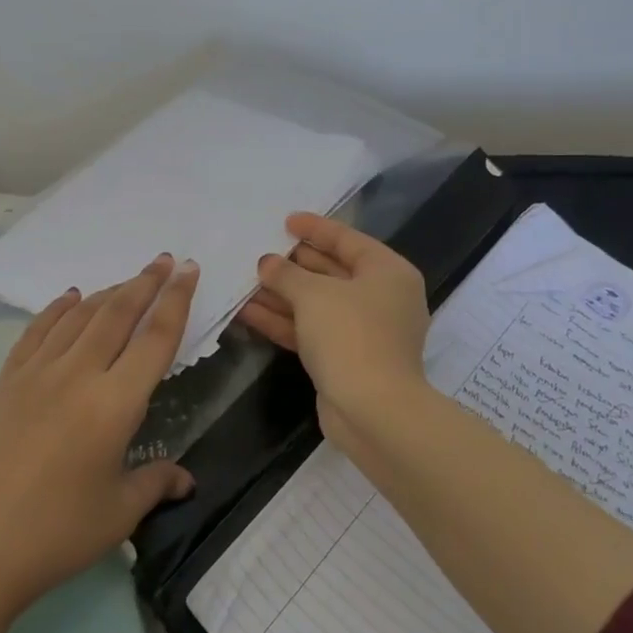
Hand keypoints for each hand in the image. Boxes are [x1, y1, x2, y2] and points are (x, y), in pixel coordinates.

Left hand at [0, 254, 198, 622]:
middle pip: (118, 313)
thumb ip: (157, 483)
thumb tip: (186, 479)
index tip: (189, 270)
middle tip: (166, 260)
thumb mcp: (118, 513)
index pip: (156, 339)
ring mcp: (37, 372)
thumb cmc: (55, 534)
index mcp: (115, 404)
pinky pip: (38, 330)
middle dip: (146, 282)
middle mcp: (78, 374)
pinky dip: (59, 309)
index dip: (177, 301)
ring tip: (129, 280)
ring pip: (80, 316)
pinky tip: (71, 298)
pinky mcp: (7, 380)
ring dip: (109, 292)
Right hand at [238, 213, 431, 449]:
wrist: (373, 411)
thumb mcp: (314, 295)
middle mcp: (381, 298)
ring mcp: (364, 331)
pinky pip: (311, 330)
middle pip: (331, 271)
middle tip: (260, 250)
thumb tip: (267, 263)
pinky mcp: (346, 358)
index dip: (315, 228)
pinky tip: (248, 312)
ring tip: (244, 281)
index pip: (347, 240)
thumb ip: (286, 274)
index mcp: (387, 272)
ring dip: (282, 294)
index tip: (286, 220)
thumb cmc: (350, 335)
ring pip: (317, 304)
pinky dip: (283, 321)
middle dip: (293, 264)